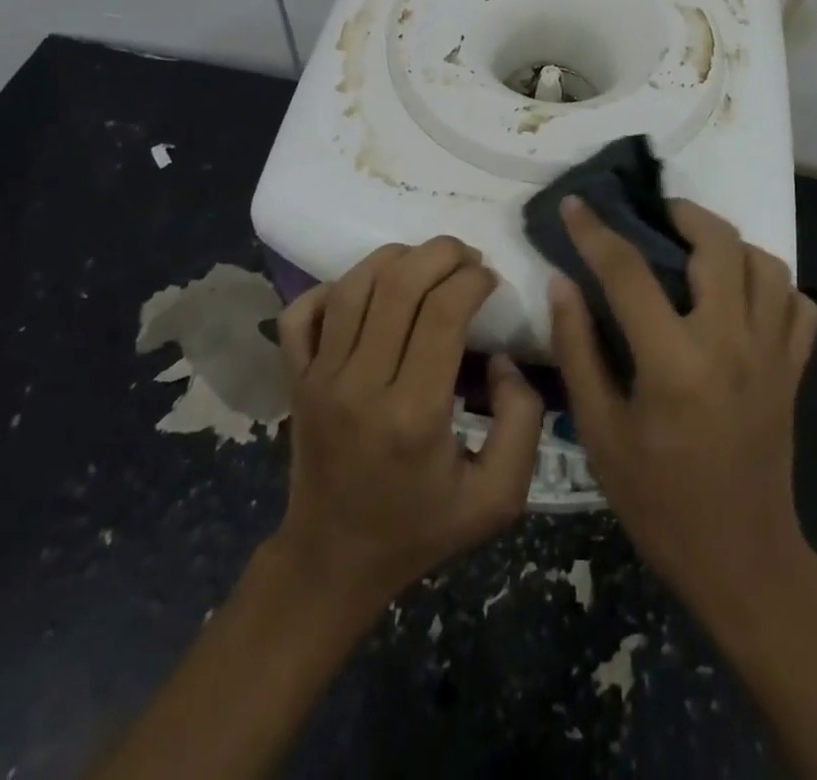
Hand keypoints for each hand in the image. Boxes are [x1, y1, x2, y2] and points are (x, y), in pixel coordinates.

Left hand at [275, 237, 544, 615]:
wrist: (333, 562)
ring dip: (396, 258)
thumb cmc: (419, 529)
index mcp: (414, 414)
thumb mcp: (497, 497)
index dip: (474, 280)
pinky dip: (332, 287)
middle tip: (467, 257)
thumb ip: (522, 422)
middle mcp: (360, 385)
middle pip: (399, 285)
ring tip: (426, 262)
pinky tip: (366, 291)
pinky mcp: (295, 379)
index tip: (491, 281)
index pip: (443, 312)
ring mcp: (319, 379)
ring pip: (353, 286)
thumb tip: (502, 360)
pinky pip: (301, 314)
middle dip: (441, 254)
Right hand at [547, 197, 816, 632]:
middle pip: (719, 244)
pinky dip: (774, 285)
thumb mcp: (600, 432)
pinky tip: (745, 295)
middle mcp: (732, 343)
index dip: (596, 231)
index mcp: (674, 362)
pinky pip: (799, 304)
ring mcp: (773, 354)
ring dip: (731, 244)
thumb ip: (578, 350)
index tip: (577, 203)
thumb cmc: (658, 500)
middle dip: (683, 214)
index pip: (629, 272)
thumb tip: (563, 282)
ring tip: (698, 249)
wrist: (741, 560)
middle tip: (655, 215)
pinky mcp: (795, 370)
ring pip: (768, 264)